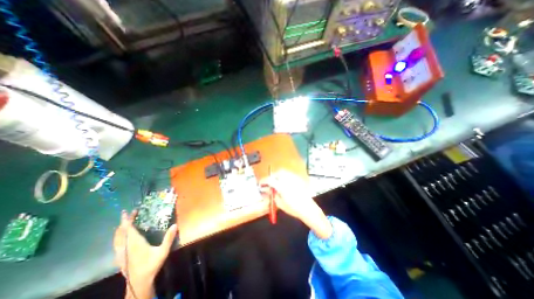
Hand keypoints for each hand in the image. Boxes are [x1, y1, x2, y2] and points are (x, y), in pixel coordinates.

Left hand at [113, 210, 178, 298]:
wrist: (138, 283)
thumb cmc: (151, 265)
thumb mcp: (163, 251)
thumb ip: (169, 238)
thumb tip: (175, 225)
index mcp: (135, 244)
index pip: (128, 229)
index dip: (127, 220)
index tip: (128, 212)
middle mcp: (126, 247)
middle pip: (120, 232)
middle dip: (123, 222)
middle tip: (128, 214)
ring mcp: (121, 253)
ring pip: (116, 239)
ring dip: (119, 229)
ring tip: (124, 223)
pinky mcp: (120, 258)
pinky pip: (116, 245)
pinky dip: (118, 237)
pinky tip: (121, 238)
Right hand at [261, 169, 331, 238]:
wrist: (308, 208)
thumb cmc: (293, 208)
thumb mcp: (279, 203)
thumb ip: (271, 194)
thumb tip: (264, 189)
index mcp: (282, 186)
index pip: (270, 180)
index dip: (263, 181)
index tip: (260, 184)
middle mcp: (288, 179)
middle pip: (277, 173)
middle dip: (271, 177)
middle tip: (268, 184)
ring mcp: (294, 178)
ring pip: (283, 172)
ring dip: (277, 176)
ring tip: (275, 183)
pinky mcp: (298, 178)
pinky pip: (288, 174)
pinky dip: (284, 176)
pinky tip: (283, 183)